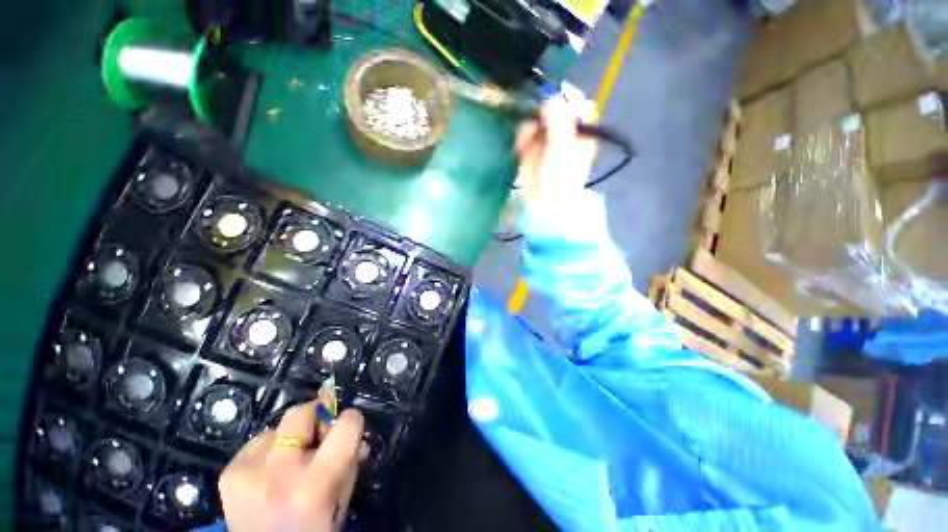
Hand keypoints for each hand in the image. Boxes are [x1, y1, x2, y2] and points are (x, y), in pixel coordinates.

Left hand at [218, 401, 364, 531]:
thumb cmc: (313, 531)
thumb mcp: (341, 499)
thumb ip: (349, 459)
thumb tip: (351, 425)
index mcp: (313, 486)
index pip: (345, 426)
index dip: (352, 420)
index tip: (350, 424)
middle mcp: (278, 474)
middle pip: (300, 413)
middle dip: (315, 415)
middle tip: (320, 430)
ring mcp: (247, 474)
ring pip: (276, 428)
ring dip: (289, 438)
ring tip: (290, 460)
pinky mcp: (228, 475)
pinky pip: (256, 443)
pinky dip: (269, 450)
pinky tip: (269, 471)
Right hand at [514, 84, 598, 204]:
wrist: (544, 204)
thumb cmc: (560, 177)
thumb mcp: (562, 146)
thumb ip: (558, 118)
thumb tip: (550, 95)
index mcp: (581, 130)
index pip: (577, 102)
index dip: (565, 94)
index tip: (549, 94)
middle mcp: (565, 132)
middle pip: (553, 108)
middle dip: (541, 111)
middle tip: (535, 118)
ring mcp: (547, 140)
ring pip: (536, 120)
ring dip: (529, 126)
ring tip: (525, 140)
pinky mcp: (531, 150)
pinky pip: (525, 134)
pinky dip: (522, 138)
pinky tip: (520, 148)